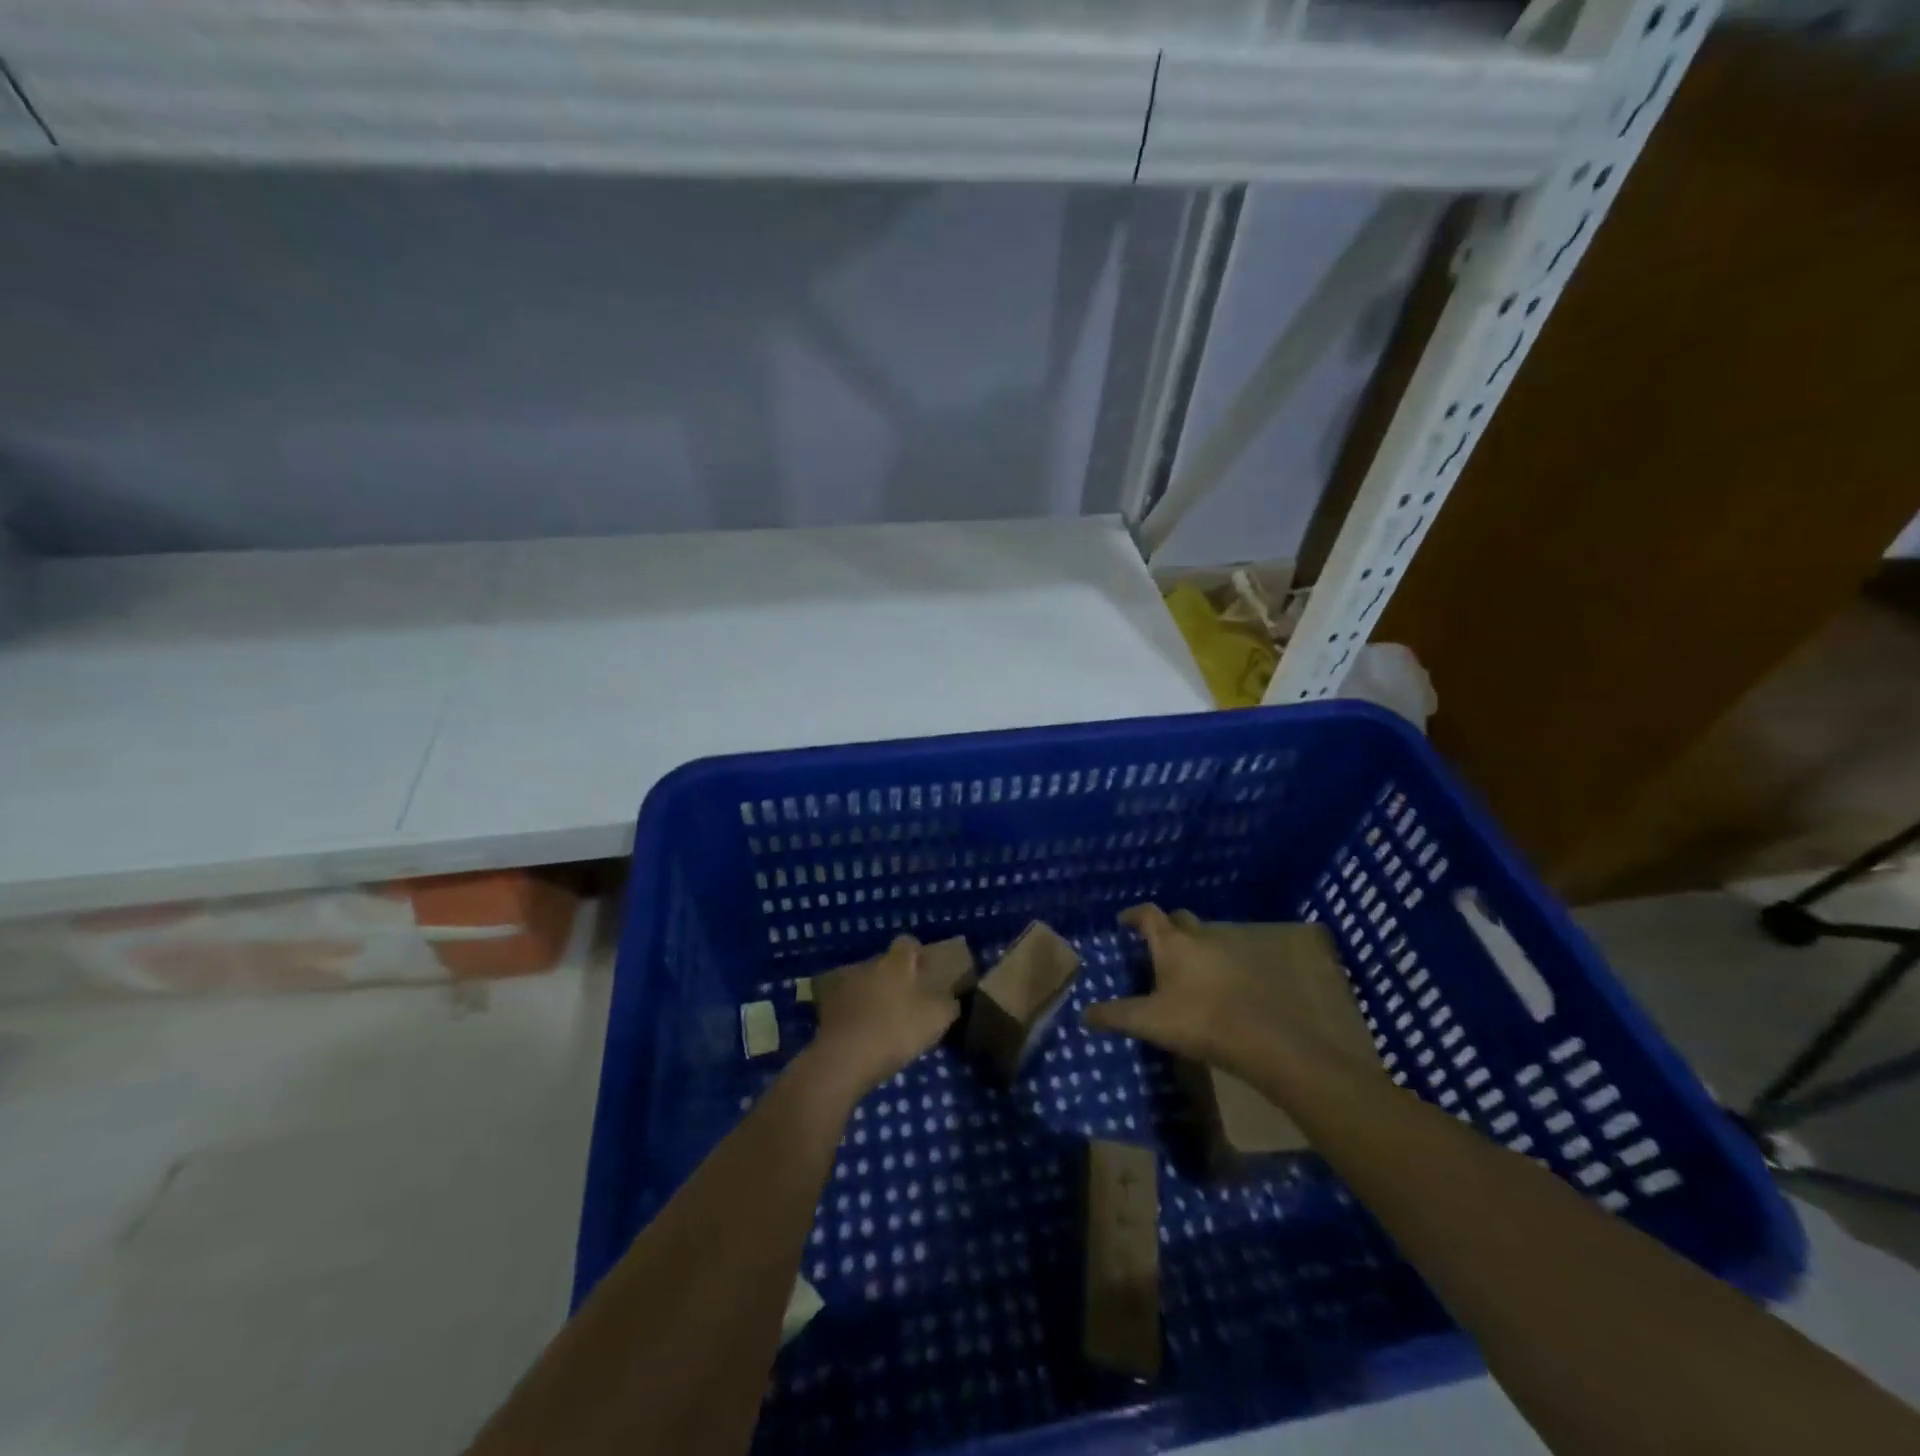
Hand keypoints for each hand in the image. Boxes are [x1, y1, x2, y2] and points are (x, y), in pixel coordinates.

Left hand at [808, 935, 960, 1096]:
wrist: (845, 1058)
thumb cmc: (897, 1030)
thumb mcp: (937, 1019)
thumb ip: (948, 1004)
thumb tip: (951, 999)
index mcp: (896, 963)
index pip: (907, 943)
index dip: (917, 954)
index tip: (924, 972)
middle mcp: (868, 965)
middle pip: (884, 964)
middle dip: (894, 978)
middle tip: (906, 1002)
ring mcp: (843, 984)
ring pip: (864, 982)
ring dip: (872, 995)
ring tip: (882, 1020)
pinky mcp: (826, 1006)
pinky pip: (846, 1003)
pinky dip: (854, 1013)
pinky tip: (862, 1033)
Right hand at [1084, 904, 1380, 1086]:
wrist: (1261, 1039)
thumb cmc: (1198, 1020)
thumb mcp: (1148, 1021)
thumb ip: (1115, 1016)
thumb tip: (1084, 1014)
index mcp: (1173, 943)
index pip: (1149, 914)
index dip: (1133, 915)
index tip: (1122, 922)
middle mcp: (1201, 939)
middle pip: (1180, 919)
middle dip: (1166, 926)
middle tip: (1153, 943)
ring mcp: (1229, 954)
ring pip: (1205, 939)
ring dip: (1191, 946)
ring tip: (1178, 969)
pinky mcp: (1250, 973)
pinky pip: (1223, 960)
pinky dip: (1212, 966)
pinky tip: (1207, 990)